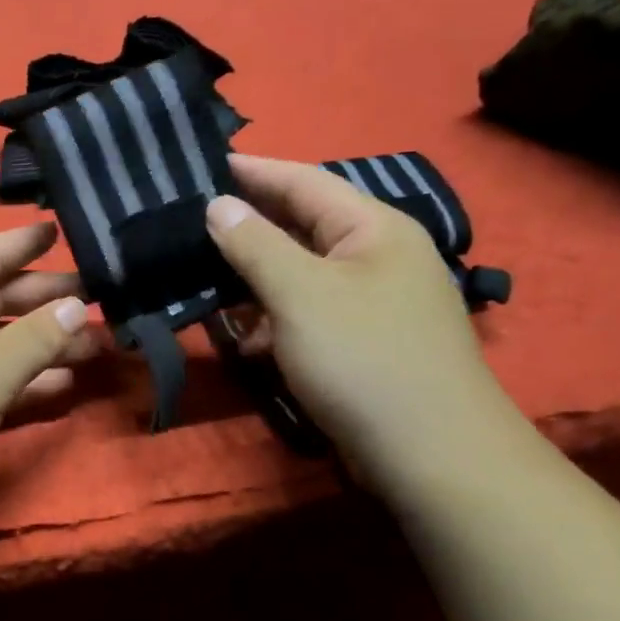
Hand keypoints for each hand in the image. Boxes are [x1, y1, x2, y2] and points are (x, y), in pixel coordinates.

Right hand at [206, 154, 516, 490]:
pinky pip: (307, 314)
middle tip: (188, 224)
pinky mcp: (362, 343)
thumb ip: (255, 245)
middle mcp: (376, 256)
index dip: (253, 171)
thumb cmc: (364, 358)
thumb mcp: (300, 294)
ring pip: (299, 275)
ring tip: (201, 282)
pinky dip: (272, 321)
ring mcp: (372, 302)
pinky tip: (243, 340)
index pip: (304, 181)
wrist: (432, 456)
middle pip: (300, 227)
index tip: (201, 164)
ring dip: (253, 281)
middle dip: (246, 229)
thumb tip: (219, 205)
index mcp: (373, 228)